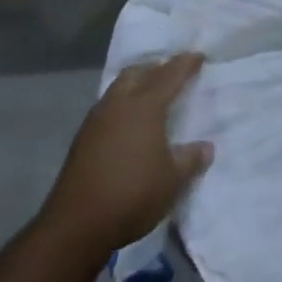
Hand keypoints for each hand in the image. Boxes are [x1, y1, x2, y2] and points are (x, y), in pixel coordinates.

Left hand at [39, 53, 212, 259]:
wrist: (76, 225)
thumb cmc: (134, 195)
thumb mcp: (174, 179)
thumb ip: (191, 159)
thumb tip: (205, 147)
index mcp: (144, 108)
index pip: (169, 76)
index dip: (185, 64)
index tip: (199, 56)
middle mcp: (118, 106)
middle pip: (137, 73)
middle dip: (156, 68)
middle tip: (173, 71)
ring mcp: (95, 122)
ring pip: (118, 88)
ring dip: (137, 84)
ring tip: (153, 94)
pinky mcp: (82, 141)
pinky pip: (108, 108)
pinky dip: (124, 104)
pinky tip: (130, 122)